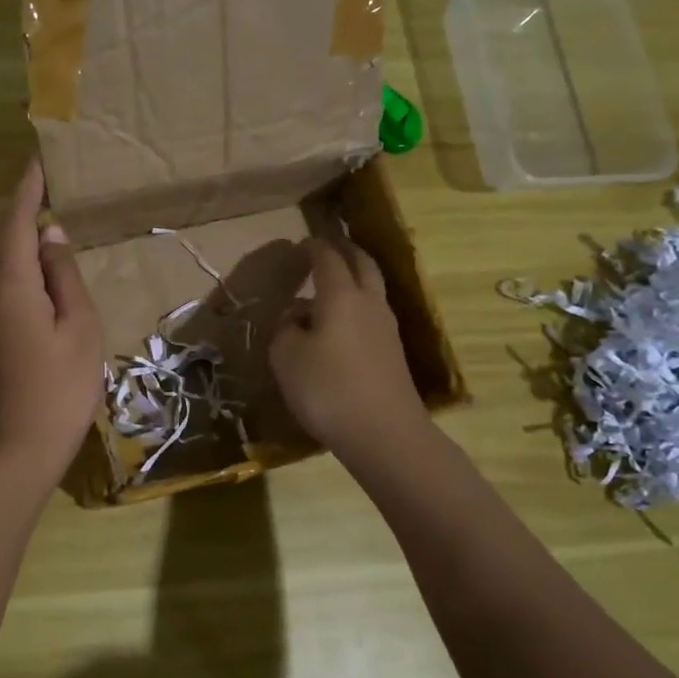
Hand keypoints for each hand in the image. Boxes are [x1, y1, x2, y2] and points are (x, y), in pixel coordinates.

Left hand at [0, 159, 102, 478]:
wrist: (21, 447)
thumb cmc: (61, 388)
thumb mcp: (79, 328)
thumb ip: (64, 277)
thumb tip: (50, 236)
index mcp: (12, 286)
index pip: (17, 223)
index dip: (27, 189)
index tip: (38, 158)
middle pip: (1, 239)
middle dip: (21, 206)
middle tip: (46, 181)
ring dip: (19, 234)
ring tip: (46, 214)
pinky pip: (2, 283)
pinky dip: (19, 263)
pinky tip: (38, 266)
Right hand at [269, 237, 421, 456]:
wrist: (384, 433)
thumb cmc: (327, 389)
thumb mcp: (286, 357)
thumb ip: (285, 329)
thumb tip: (296, 317)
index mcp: (341, 296)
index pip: (328, 259)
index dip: (313, 248)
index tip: (300, 244)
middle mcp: (369, 303)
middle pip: (363, 265)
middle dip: (345, 253)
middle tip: (327, 251)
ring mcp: (386, 328)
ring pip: (371, 291)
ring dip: (353, 282)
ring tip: (329, 290)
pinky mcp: (393, 353)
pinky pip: (372, 316)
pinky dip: (357, 308)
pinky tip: (340, 327)